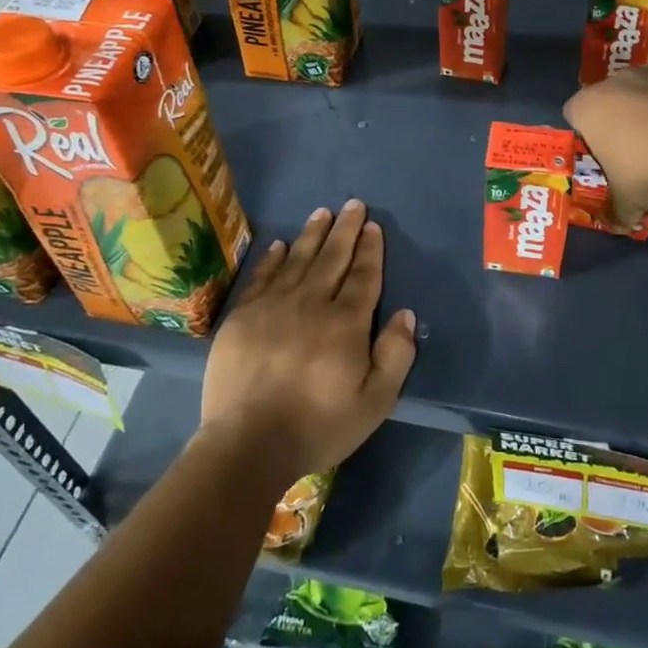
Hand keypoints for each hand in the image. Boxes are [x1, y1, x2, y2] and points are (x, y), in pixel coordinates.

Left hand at [200, 200, 417, 483]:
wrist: (247, 444)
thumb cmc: (318, 426)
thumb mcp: (375, 403)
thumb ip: (395, 356)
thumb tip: (405, 314)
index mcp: (346, 322)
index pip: (363, 275)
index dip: (370, 249)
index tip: (373, 226)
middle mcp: (312, 303)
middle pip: (332, 258)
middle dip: (346, 229)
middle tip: (353, 204)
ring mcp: (273, 306)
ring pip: (298, 259)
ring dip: (312, 234)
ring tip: (322, 213)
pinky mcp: (242, 316)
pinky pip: (262, 276)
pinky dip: (273, 258)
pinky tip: (280, 245)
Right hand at [563, 52, 647, 223]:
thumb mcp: (629, 199)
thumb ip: (621, 207)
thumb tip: (621, 223)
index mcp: (588, 108)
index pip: (573, 112)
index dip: (585, 131)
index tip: (599, 151)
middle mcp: (616, 81)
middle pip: (610, 94)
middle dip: (620, 114)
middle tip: (635, 146)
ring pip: (647, 81)